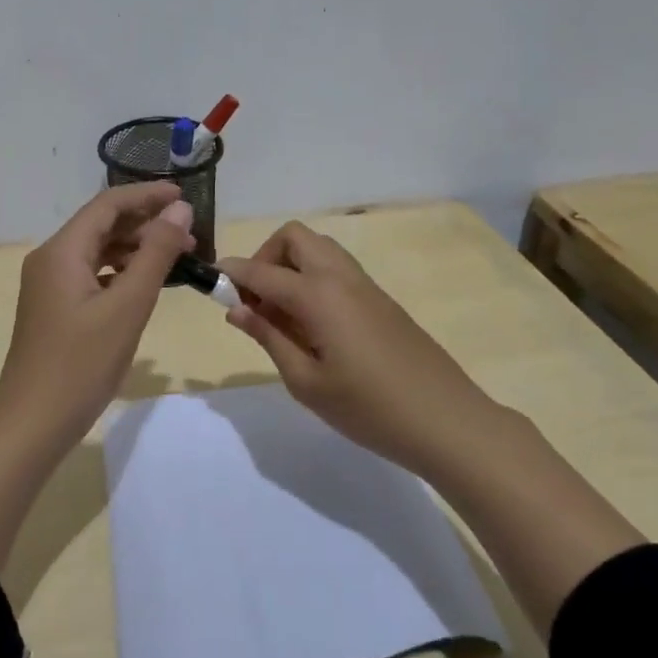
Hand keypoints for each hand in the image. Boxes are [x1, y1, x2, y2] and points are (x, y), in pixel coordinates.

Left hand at [0, 182, 195, 459]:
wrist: (33, 423)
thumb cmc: (81, 364)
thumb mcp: (127, 307)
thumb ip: (155, 255)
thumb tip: (179, 210)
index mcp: (61, 251)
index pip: (107, 205)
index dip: (147, 195)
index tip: (185, 196)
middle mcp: (50, 259)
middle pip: (101, 225)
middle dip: (145, 223)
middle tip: (190, 235)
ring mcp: (48, 285)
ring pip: (97, 251)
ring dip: (135, 249)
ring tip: (176, 258)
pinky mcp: (54, 308)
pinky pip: (91, 275)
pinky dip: (120, 273)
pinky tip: (144, 285)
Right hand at [219, 222, 501, 474]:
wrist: (447, 420)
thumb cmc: (368, 408)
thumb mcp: (306, 381)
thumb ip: (269, 337)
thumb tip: (236, 308)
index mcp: (319, 295)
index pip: (262, 271)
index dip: (232, 273)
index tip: (210, 284)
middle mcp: (341, 277)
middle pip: (294, 237)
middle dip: (265, 257)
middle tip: (255, 301)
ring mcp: (365, 286)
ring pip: (318, 249)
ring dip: (290, 266)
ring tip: (280, 315)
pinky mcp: (380, 300)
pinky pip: (336, 269)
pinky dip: (312, 279)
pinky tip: (310, 324)